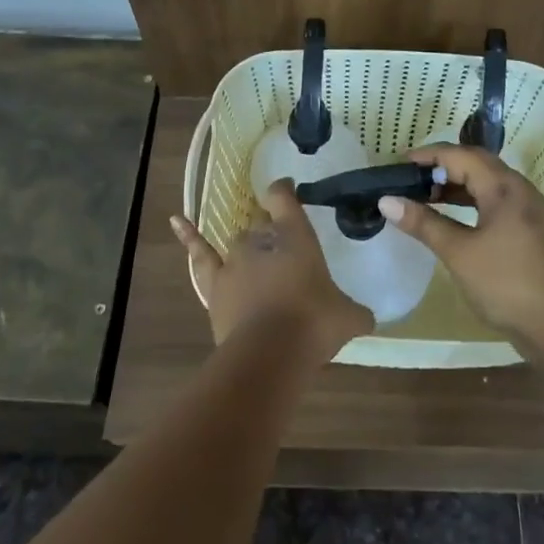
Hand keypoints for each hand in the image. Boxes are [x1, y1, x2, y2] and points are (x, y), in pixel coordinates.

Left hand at [172, 180, 373, 362]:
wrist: (270, 352)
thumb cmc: (314, 323)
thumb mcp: (349, 318)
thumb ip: (357, 313)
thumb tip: (367, 318)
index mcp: (295, 235)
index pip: (284, 198)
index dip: (284, 192)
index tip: (288, 191)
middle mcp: (262, 239)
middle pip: (262, 226)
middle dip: (271, 235)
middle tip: (284, 255)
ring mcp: (234, 260)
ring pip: (237, 242)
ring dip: (247, 250)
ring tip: (256, 263)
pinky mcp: (214, 284)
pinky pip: (200, 254)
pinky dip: (188, 236)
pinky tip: (175, 220)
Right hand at [378, 145, 543, 337]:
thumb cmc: (506, 282)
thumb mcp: (458, 252)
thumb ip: (423, 223)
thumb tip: (386, 200)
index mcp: (503, 186)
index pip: (459, 155)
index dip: (427, 156)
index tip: (397, 164)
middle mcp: (518, 189)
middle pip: (474, 164)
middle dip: (440, 167)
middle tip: (408, 179)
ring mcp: (526, 210)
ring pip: (485, 184)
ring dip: (454, 186)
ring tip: (423, 196)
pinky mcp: (527, 230)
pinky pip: (492, 202)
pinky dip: (468, 203)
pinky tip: (450, 218)